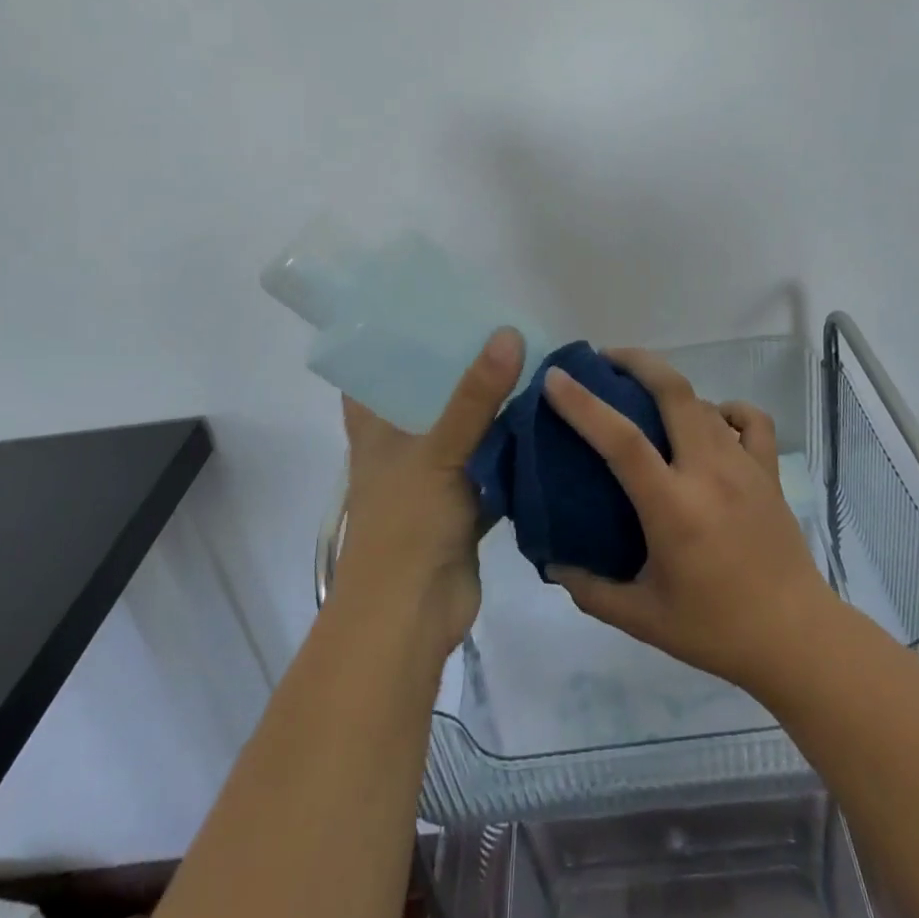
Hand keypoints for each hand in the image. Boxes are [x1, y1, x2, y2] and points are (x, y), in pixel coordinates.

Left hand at [332, 328, 524, 663]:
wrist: (412, 616)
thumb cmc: (406, 524)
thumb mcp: (437, 451)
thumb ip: (474, 396)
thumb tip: (508, 333)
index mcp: (375, 426)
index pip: (374, 368)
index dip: (394, 335)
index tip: (431, 302)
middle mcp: (401, 444)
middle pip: (429, 393)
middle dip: (461, 365)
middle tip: (501, 324)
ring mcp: (434, 474)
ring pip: (465, 428)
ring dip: (491, 405)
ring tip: (530, 359)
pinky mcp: (464, 502)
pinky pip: (491, 463)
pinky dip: (512, 447)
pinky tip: (544, 418)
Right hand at [543, 348, 837, 695]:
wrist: (797, 639)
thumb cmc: (715, 630)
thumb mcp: (642, 619)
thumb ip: (590, 589)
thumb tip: (552, 560)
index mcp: (674, 508)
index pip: (623, 441)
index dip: (584, 404)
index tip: (555, 378)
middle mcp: (709, 473)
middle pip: (674, 391)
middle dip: (637, 362)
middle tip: (604, 359)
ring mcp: (744, 466)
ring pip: (704, 402)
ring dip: (669, 386)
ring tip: (643, 392)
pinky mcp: (769, 471)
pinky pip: (750, 419)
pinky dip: (725, 409)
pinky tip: (710, 421)